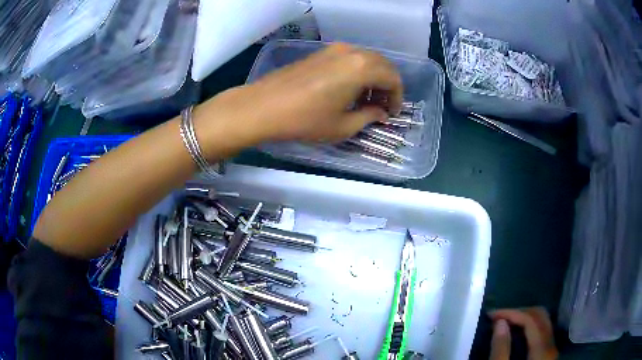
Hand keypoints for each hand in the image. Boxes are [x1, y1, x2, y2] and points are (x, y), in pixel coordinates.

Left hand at [196, 43, 402, 152]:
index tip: (392, 114)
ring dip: (372, 78)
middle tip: (382, 107)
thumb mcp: (342, 126)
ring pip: (365, 60)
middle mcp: (351, 52)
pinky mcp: (320, 52)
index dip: (397, 97)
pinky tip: (348, 90)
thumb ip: (368, 117)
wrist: (263, 106)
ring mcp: (333, 49)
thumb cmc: (305, 119)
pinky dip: (357, 72)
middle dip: (387, 86)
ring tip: (365, 101)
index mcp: (361, 67)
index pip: (393, 78)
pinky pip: (349, 59)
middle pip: (382, 65)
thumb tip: (380, 113)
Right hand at [489, 307, 558, 359]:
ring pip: (543, 321)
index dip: (512, 312)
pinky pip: (541, 331)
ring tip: (505, 322)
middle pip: (540, 315)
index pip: (531, 319)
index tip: (491, 315)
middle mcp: (551, 345)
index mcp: (542, 350)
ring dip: (523, 317)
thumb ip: (501, 350)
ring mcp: (551, 349)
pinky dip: (528, 326)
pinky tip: (516, 332)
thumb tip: (500, 322)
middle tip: (498, 317)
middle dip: (518, 312)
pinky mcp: (547, 354)